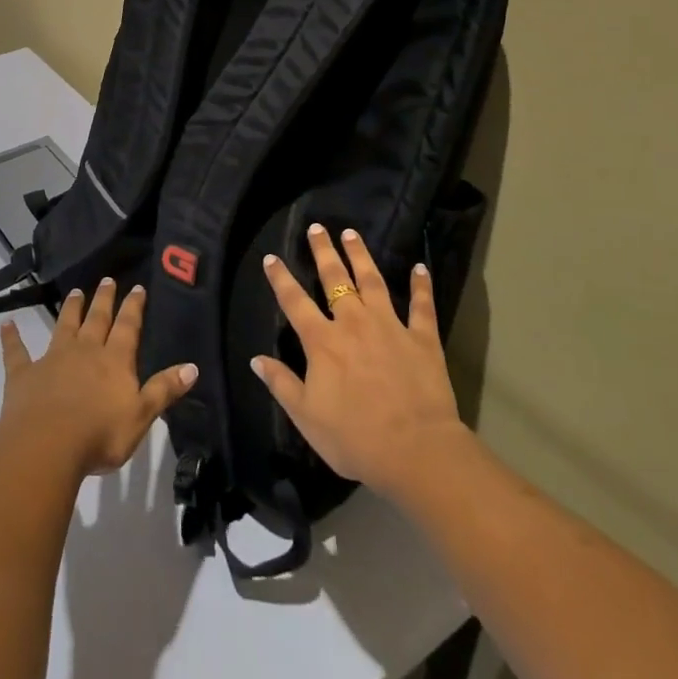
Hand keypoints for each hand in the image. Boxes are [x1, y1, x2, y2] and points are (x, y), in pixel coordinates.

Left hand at [0, 279, 196, 482]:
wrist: (47, 446)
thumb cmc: (100, 435)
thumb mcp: (141, 415)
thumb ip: (164, 390)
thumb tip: (193, 366)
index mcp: (114, 360)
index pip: (128, 327)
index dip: (133, 307)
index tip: (136, 287)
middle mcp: (85, 351)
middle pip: (97, 319)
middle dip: (104, 300)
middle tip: (106, 280)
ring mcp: (52, 359)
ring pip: (64, 326)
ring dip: (70, 309)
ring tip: (75, 292)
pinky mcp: (24, 374)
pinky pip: (17, 352)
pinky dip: (12, 338)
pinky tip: (7, 324)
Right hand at [252, 224, 473, 502]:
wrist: (415, 451)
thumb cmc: (355, 438)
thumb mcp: (306, 417)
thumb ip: (281, 384)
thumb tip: (255, 359)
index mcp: (322, 342)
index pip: (295, 302)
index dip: (281, 278)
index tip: (271, 257)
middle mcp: (353, 323)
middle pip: (335, 279)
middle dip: (324, 252)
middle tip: (317, 228)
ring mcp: (390, 327)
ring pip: (373, 282)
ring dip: (361, 256)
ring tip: (352, 233)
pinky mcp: (422, 339)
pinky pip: (422, 306)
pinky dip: (421, 286)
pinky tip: (420, 267)